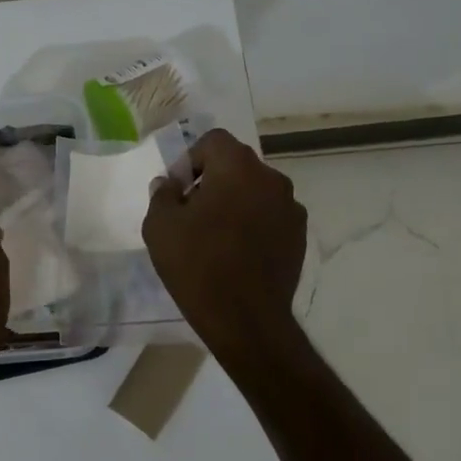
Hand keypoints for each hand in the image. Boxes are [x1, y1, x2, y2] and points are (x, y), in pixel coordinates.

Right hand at [143, 129, 306, 350]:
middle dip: (212, 180)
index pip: (213, 141)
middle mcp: (271, 178)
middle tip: (191, 213)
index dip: (191, 160)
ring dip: (235, 201)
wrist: (245, 319)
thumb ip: (162, 194)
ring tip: (215, 235)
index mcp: (238, 167)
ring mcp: (291, 208)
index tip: (178, 191)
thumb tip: (168, 184)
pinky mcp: (300, 236)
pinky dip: (253, 223)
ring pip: (255, 190)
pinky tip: (238, 253)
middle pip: (236, 164)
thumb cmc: (198, 265)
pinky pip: (270, 215)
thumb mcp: (160, 226)